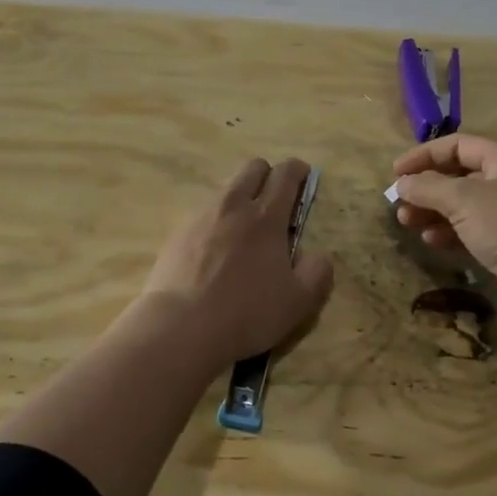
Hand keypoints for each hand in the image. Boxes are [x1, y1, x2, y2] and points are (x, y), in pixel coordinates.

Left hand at [139, 157, 334, 375]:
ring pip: (226, 189)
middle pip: (253, 168)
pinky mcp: (178, 233)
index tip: (304, 176)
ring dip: (241, 198)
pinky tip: (215, 252)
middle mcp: (233, 206)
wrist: (180, 327)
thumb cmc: (247, 313)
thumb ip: (317, 272)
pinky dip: (216, 222)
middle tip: (276, 201)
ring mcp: (201, 217)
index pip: (285, 174)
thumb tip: (318, 254)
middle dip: (269, 175)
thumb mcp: (299, 301)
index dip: (298, 170)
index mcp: (267, 217)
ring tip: (245, 231)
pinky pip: (204, 214)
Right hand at [392, 134, 496, 328]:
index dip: (424, 155)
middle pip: (461, 175)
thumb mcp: (463, 199)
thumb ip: (428, 187)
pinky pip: (474, 230)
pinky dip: (451, 232)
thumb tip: (402, 183)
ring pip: (465, 205)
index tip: (396, 172)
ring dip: (434, 211)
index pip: (458, 145)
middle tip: (399, 203)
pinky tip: (431, 241)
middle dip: (427, 188)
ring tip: (407, 223)